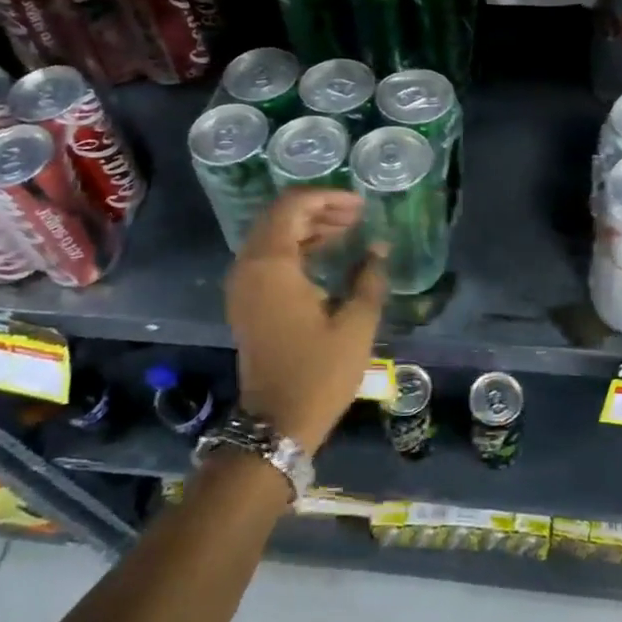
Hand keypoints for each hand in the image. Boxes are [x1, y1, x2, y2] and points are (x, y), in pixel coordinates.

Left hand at [225, 189, 386, 451]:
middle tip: (357, 215)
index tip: (361, 204)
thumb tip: (378, 248)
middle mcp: (249, 267)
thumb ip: (368, 278)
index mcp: (271, 265)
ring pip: (272, 235)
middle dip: (319, 208)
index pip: (293, 206)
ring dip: (308, 226)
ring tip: (348, 229)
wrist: (276, 424)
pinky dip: (296, 246)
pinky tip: (327, 253)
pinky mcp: (246, 301)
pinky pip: (268, 256)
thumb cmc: (318, 373)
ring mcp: (243, 285)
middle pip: (279, 216)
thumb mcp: (355, 324)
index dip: (328, 197)